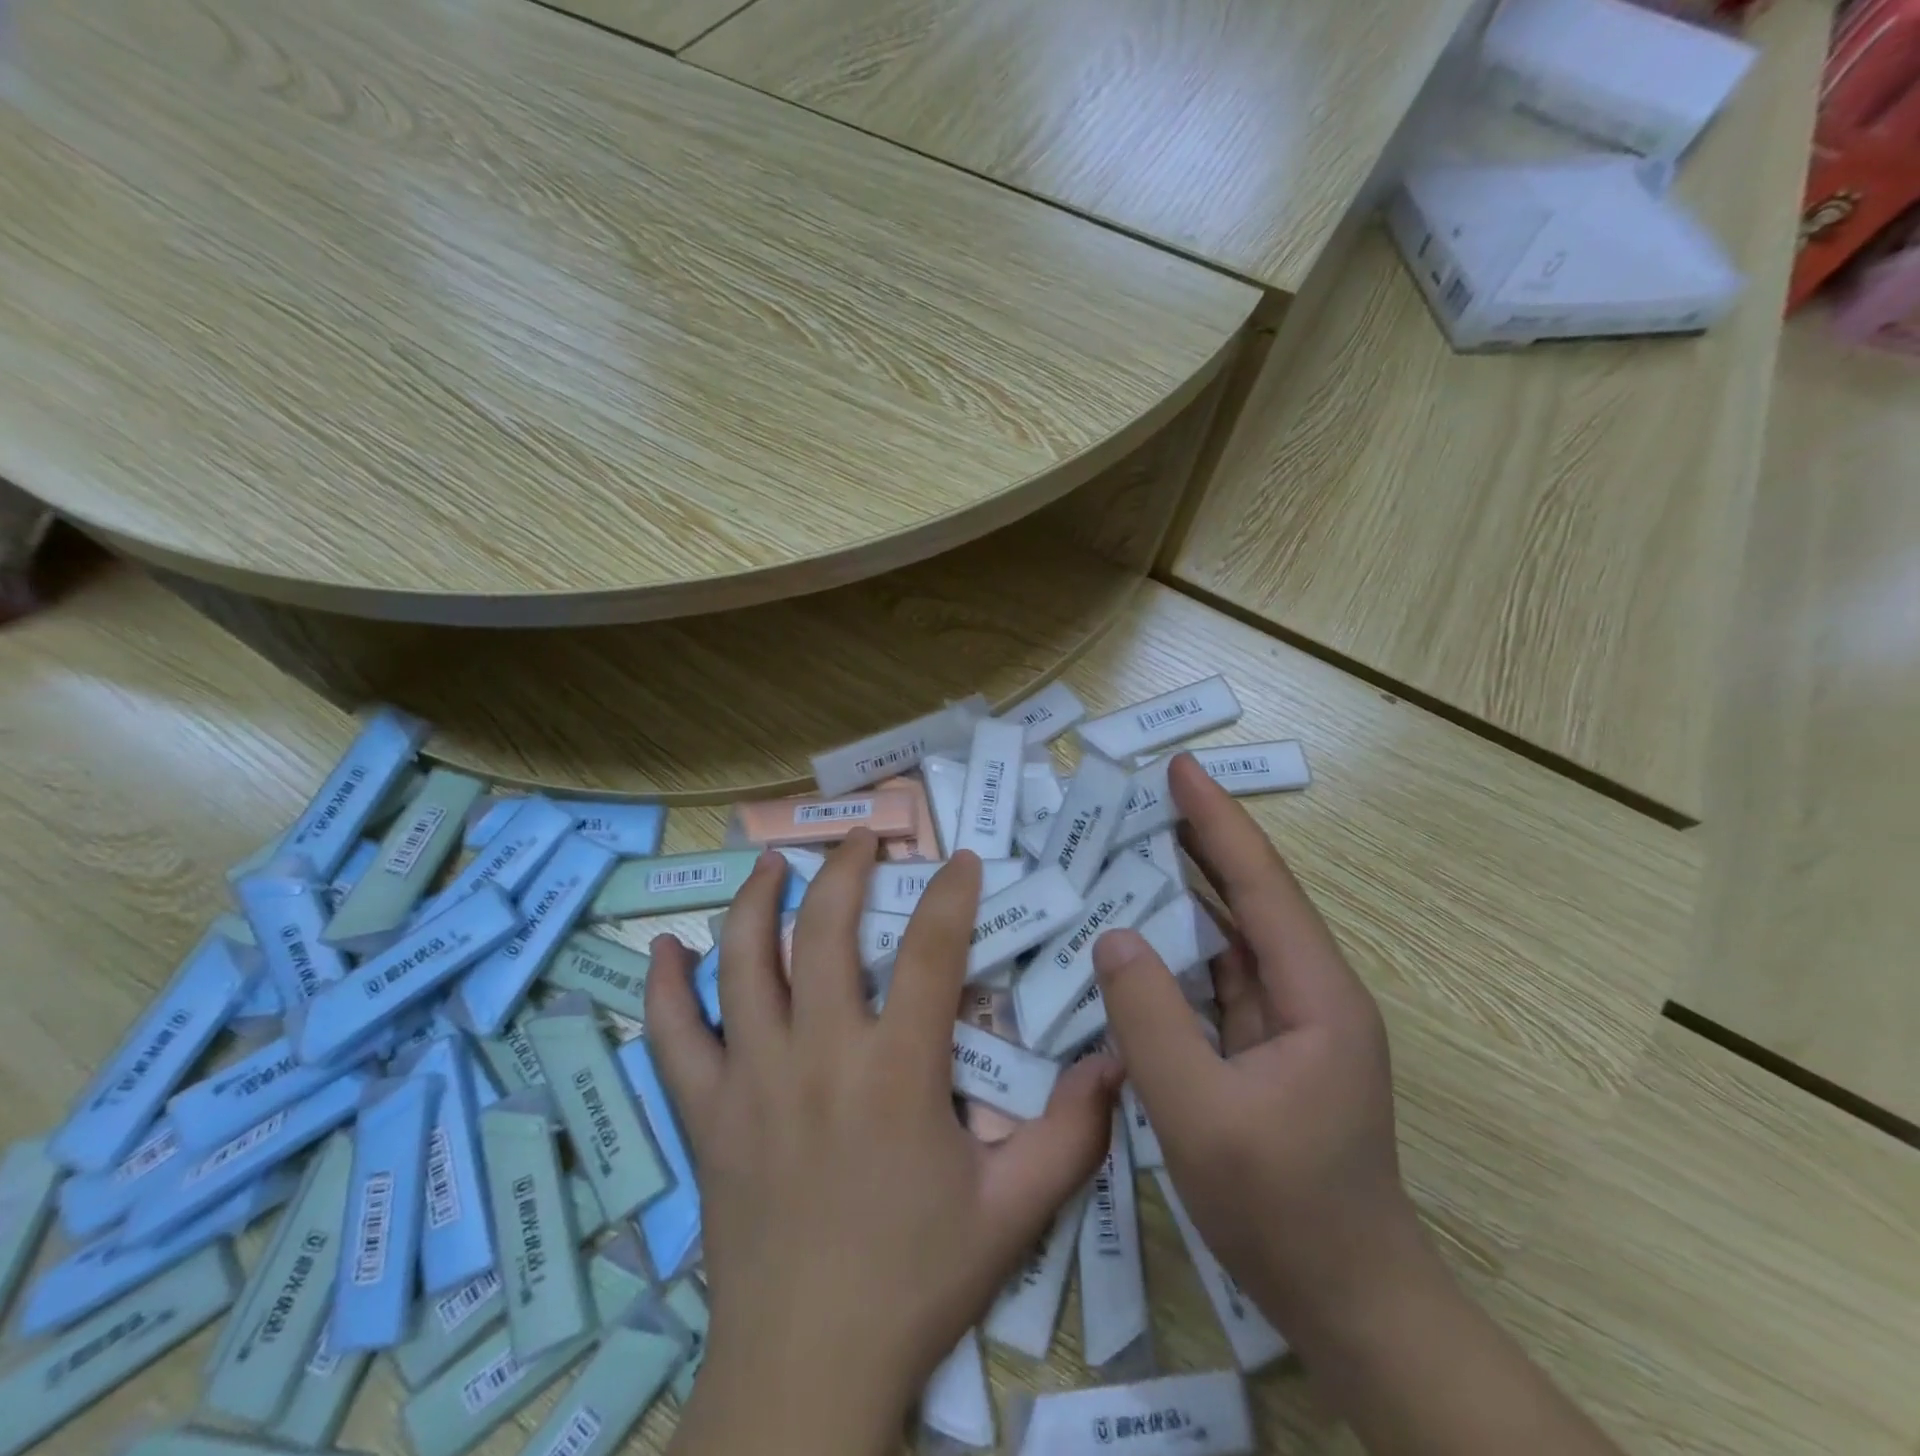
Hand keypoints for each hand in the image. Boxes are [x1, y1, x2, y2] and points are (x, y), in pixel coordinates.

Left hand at [646, 834, 1120, 1454]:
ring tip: (772, 865)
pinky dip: (666, 986)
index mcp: (895, 1070)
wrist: (807, 1368)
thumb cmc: (914, 1281)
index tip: (960, 859)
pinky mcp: (705, 1114)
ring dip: (755, 902)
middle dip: (844, 871)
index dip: (949, 895)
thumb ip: (1071, 1133)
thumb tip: (1117, 1061)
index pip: (928, 951)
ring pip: (742, 964)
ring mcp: (751, 1079)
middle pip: (823, 931)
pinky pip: (672, 1037)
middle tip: (860, 838)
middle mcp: (818, 1054)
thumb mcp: (1012, 1212)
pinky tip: (667, 947)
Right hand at [1092, 753, 1424, 1346]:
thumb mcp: (1201, 1116)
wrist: (1349, 1303)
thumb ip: (1152, 1020)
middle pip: (1251, 896)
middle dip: (1201, 839)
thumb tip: (1114, 937)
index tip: (1180, 769)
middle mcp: (1309, 992)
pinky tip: (1141, 932)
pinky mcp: (1265, 1047)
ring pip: (1232, 935)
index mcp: (1315, 994)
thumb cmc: (1284, 1210)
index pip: (1260, 885)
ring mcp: (1288, 1022)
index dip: (1217, 821)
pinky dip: (1179, 944)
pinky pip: (1217, 976)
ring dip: (1188, 888)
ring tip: (1135, 845)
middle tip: (1145, 793)